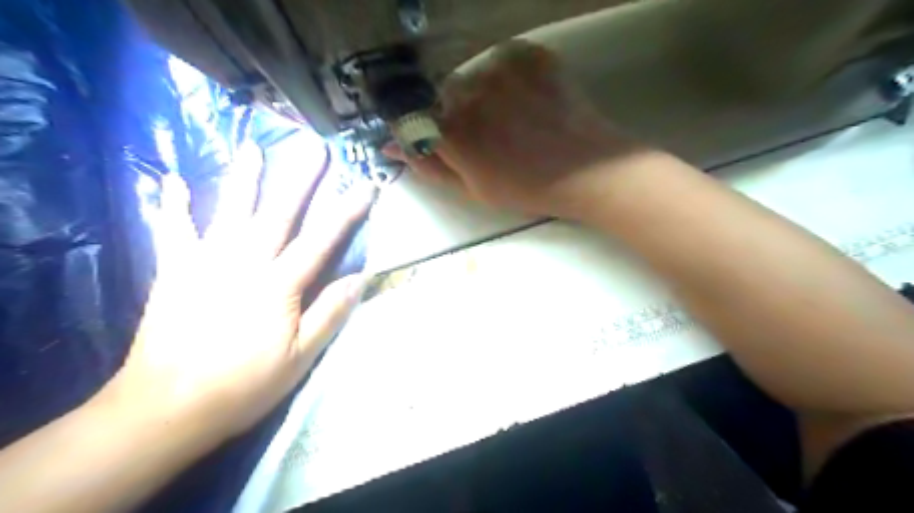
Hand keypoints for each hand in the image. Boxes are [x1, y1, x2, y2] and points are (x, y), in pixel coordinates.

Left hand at [95, 144, 373, 444]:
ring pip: (229, 211)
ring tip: (251, 147)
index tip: (366, 185)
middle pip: (278, 213)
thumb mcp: (300, 357)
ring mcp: (205, 263)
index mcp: (278, 285)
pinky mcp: (174, 272)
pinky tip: (167, 179)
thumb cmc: (243, 385)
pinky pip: (172, 231)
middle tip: (314, 147)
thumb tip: (359, 277)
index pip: (321, 239)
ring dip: (243, 177)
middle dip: (300, 179)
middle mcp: (244, 263)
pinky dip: (171, 205)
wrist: (166, 408)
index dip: (347, 211)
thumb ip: (330, 313)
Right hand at [384, 40, 656, 219]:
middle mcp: (468, 91)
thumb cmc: (526, 188)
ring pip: (473, 75)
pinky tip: (527, 100)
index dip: (427, 129)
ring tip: (513, 119)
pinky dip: (509, 77)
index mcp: (451, 131)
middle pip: (445, 95)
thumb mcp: (472, 189)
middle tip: (489, 136)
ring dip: (483, 94)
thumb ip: (430, 166)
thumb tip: (392, 148)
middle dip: (457, 114)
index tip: (444, 141)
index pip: (415, 117)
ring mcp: (500, 68)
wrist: (586, 170)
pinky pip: (504, 60)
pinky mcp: (529, 55)